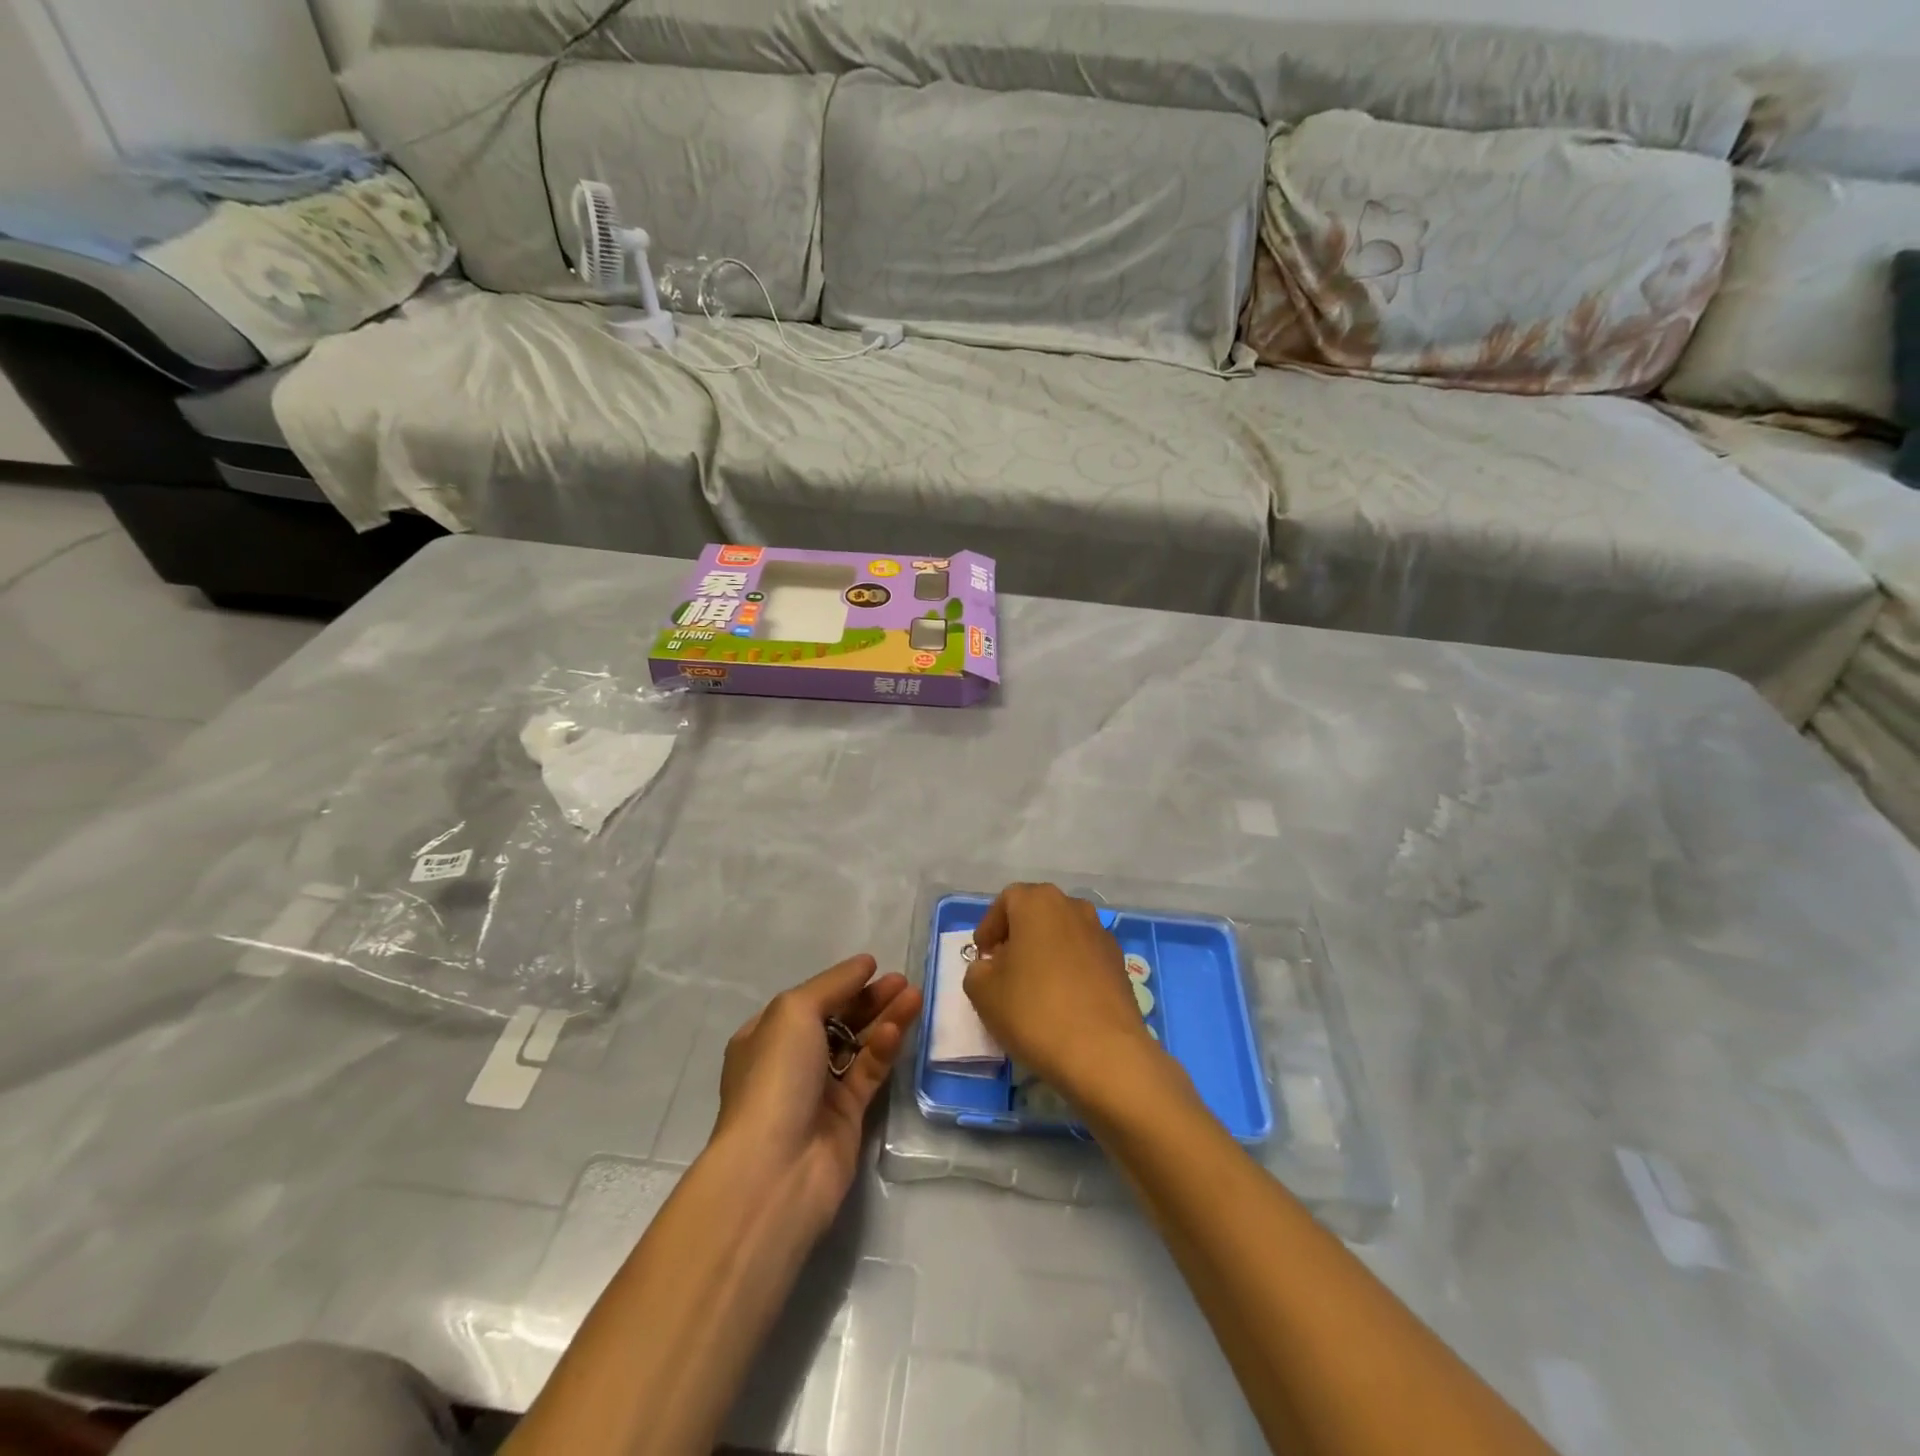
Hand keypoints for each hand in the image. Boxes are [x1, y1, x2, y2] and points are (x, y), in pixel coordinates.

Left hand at [712, 955, 922, 1239]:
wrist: (776, 1169)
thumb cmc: (775, 1077)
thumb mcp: (794, 1012)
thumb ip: (833, 984)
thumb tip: (864, 963)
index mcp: (765, 1036)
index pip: (809, 1001)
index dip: (841, 983)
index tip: (874, 967)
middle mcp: (790, 1062)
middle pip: (838, 1020)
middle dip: (869, 999)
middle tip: (902, 981)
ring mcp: (819, 1091)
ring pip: (858, 1045)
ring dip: (884, 1019)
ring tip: (914, 995)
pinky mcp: (847, 1117)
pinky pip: (868, 1073)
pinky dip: (883, 1050)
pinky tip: (898, 1029)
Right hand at [966, 883, 1161, 1106]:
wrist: (1104, 1052)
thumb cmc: (1034, 1011)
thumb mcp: (983, 992)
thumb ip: (977, 971)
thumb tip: (991, 968)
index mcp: (1038, 902)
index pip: (1006, 901)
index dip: (989, 927)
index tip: (982, 956)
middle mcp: (1073, 907)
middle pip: (1037, 913)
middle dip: (1017, 937)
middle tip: (1003, 968)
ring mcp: (1101, 934)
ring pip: (1063, 934)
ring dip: (1045, 952)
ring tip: (1032, 987)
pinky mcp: (1120, 964)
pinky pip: (1084, 958)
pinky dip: (1069, 971)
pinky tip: (1062, 1002)